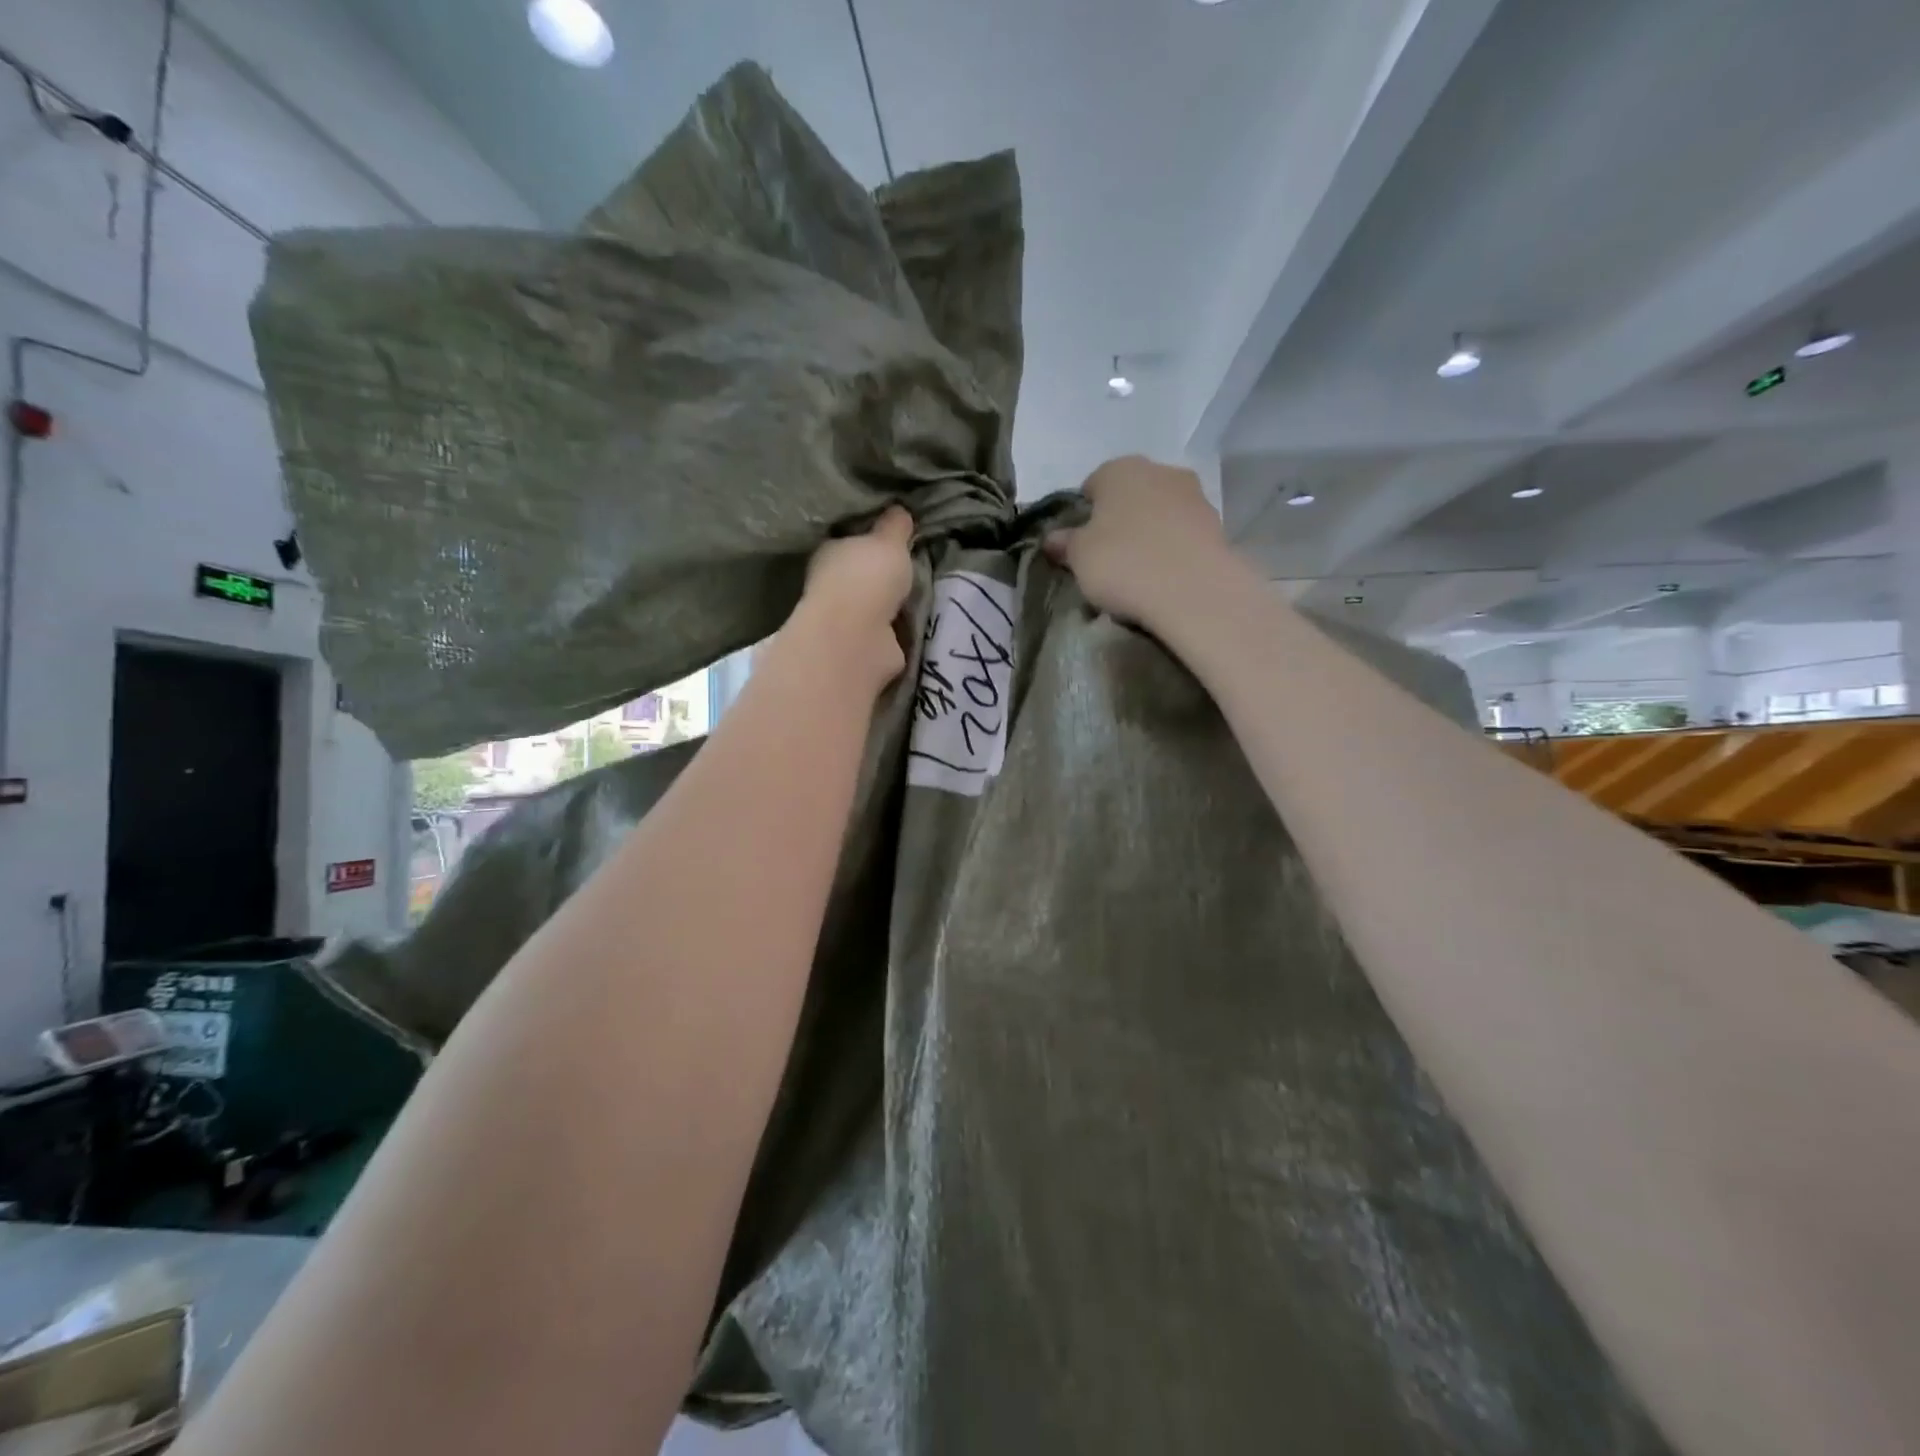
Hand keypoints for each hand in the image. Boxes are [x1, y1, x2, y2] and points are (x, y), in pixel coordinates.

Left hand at [790, 506, 915, 691]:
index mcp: (829, 552)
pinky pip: (885, 633)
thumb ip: (895, 526)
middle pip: (861, 575)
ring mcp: (844, 620)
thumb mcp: (889, 540)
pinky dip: (896, 631)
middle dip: (882, 574)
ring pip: (873, 606)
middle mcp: (830, 586)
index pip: (849, 540)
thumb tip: (900, 510)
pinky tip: (915, 624)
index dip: (870, 538)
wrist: (859, 637)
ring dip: (891, 605)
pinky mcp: (861, 648)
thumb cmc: (866, 577)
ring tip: (920, 597)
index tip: (895, 537)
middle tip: (913, 568)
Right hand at [1044, 456, 1240, 627]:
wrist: (1194, 590)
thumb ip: (1065, 544)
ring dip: (1150, 532)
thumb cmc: (1123, 564)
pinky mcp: (1217, 524)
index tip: (1080, 544)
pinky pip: (1183, 533)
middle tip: (1108, 557)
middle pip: (1130, 494)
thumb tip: (1052, 538)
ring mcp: (1193, 495)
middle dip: (1120, 520)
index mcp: (1118, 469)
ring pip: (1160, 512)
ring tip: (1140, 570)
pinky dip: (1173, 548)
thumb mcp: (1079, 558)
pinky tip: (1166, 575)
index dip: (1084, 514)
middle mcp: (1159, 470)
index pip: (1092, 484)